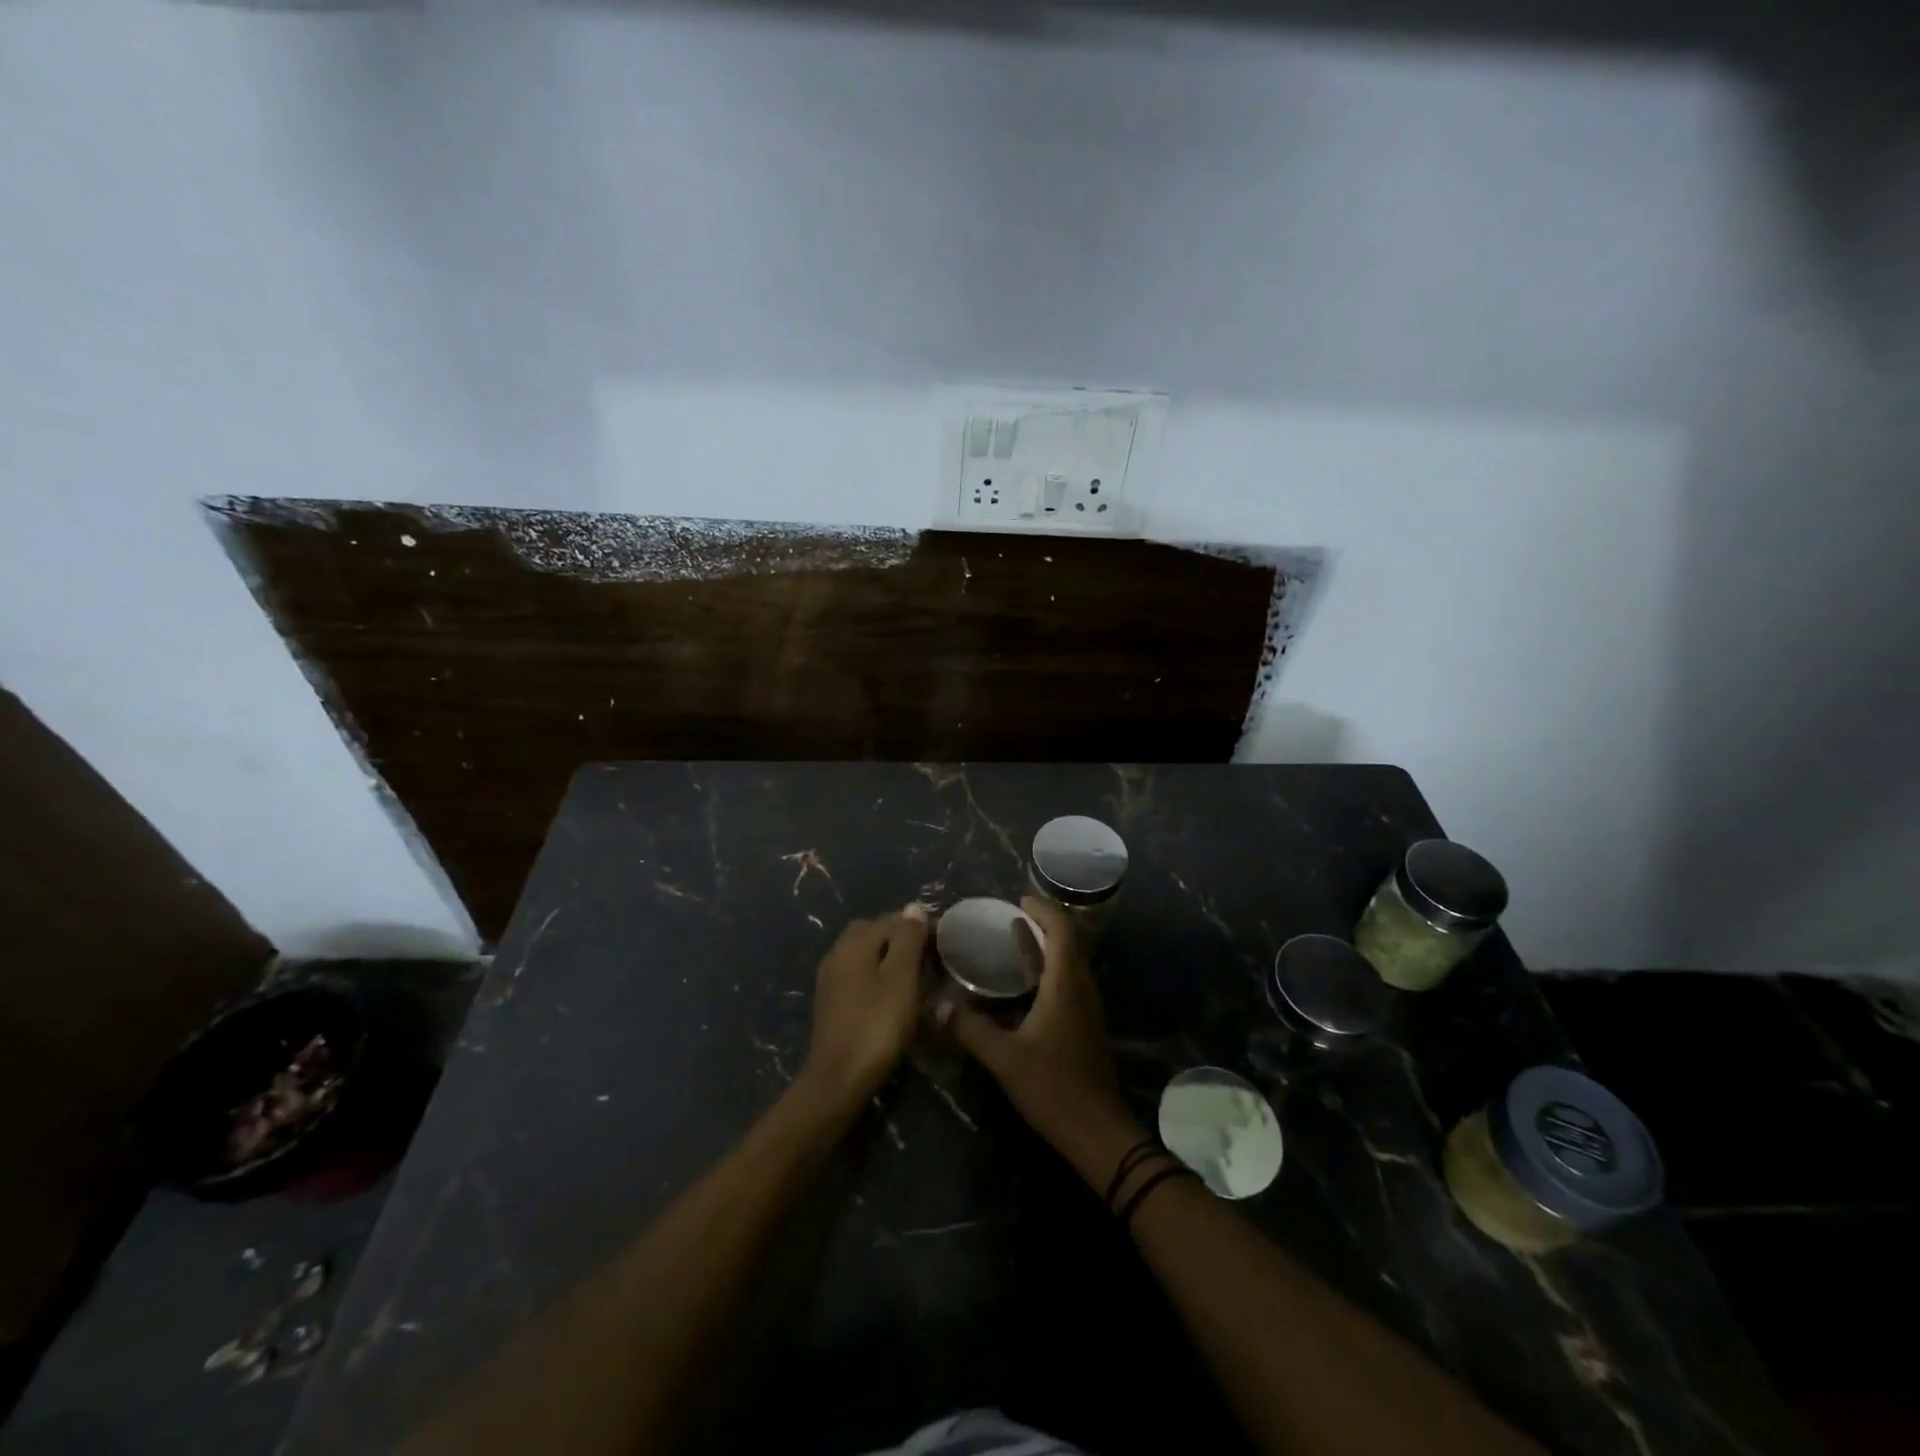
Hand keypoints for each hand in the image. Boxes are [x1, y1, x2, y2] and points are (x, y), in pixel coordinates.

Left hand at [802, 906, 929, 1105]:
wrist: (839, 1080)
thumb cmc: (876, 1025)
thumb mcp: (901, 978)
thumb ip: (907, 939)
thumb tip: (913, 908)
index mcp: (854, 943)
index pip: (892, 919)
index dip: (921, 925)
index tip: (947, 942)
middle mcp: (837, 953)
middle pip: (875, 932)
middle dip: (903, 938)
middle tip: (931, 956)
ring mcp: (831, 979)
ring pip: (866, 954)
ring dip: (891, 957)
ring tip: (918, 975)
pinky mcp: (832, 1003)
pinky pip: (859, 975)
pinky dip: (879, 976)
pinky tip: (895, 995)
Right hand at [946, 897, 1137, 1169]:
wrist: (1099, 1133)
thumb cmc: (1054, 1088)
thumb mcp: (1005, 1058)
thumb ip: (971, 1030)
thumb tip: (936, 1006)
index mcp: (1066, 985)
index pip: (1062, 931)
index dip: (1043, 910)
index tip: (1019, 899)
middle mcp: (1081, 989)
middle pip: (1069, 942)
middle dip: (1044, 923)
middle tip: (1012, 913)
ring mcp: (1086, 1009)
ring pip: (1069, 962)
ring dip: (1046, 945)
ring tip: (1016, 936)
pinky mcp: (1084, 1027)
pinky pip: (1067, 982)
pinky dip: (1047, 969)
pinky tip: (1026, 982)